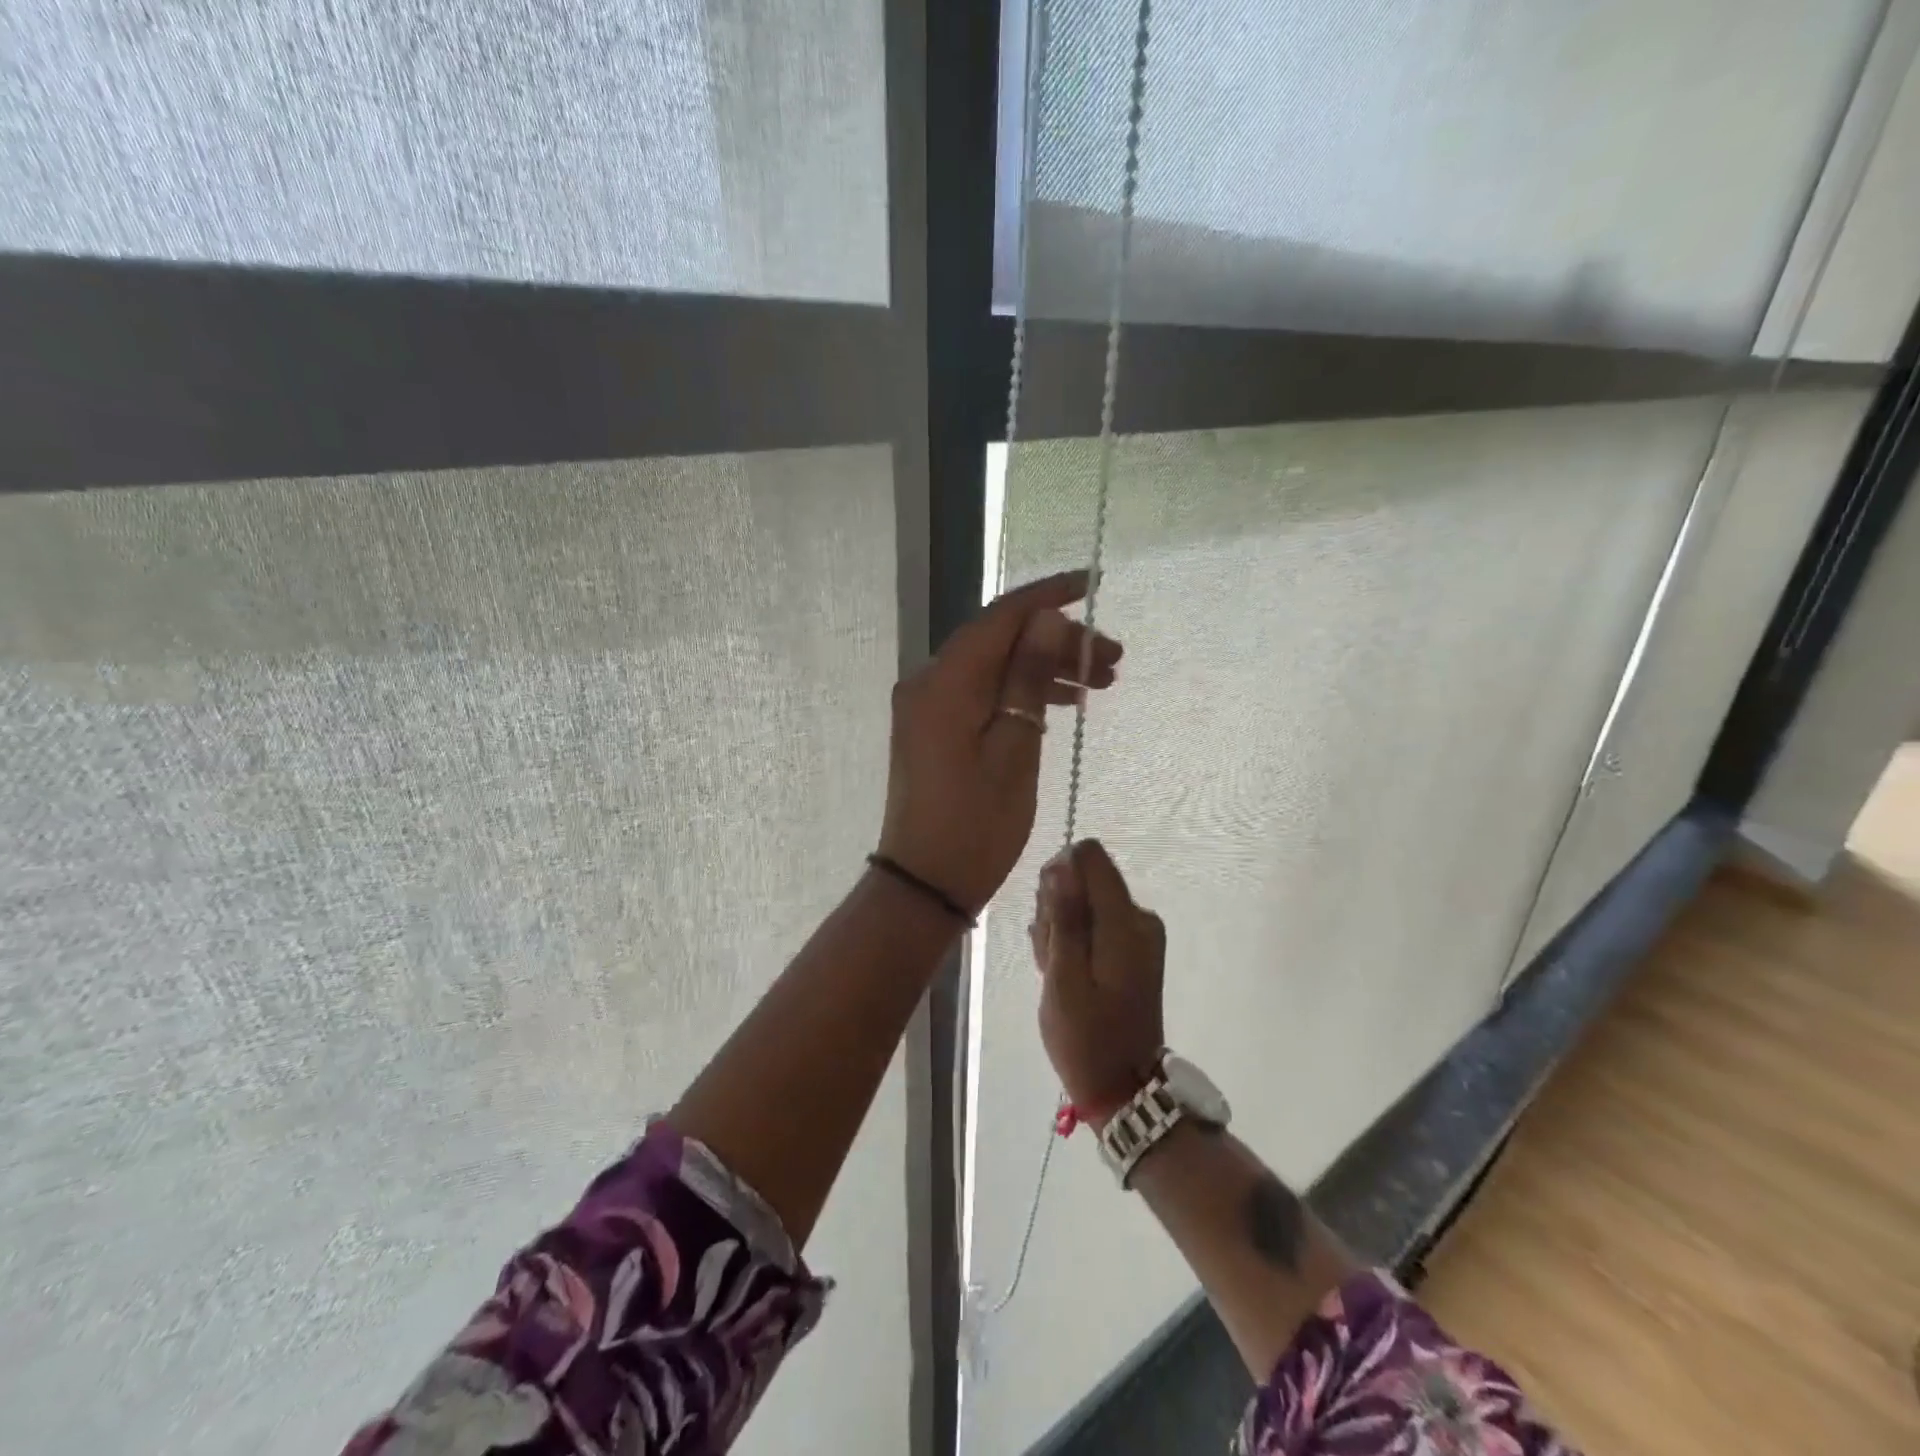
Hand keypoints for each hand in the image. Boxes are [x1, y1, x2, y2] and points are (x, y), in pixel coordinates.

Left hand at [876, 571, 1121, 914]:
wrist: (926, 883)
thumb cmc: (977, 825)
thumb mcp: (1014, 749)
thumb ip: (1028, 678)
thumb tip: (1046, 619)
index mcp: (945, 681)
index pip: (1001, 617)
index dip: (1049, 596)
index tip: (1094, 584)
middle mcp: (929, 682)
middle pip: (1000, 641)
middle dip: (1057, 642)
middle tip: (1114, 661)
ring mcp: (928, 706)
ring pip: (994, 668)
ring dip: (1044, 669)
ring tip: (1101, 684)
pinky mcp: (934, 728)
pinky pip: (983, 693)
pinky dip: (1021, 694)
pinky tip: (1061, 706)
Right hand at [1031, 839, 1165, 1120]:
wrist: (1123, 1087)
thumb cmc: (1087, 1037)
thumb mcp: (1064, 979)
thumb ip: (1064, 917)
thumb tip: (1062, 864)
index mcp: (1126, 922)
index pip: (1090, 856)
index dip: (1059, 875)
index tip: (1048, 916)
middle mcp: (1139, 917)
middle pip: (1084, 878)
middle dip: (1057, 907)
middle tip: (1051, 956)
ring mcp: (1139, 933)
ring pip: (1085, 901)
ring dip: (1062, 928)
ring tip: (1057, 971)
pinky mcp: (1133, 947)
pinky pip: (1094, 922)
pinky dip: (1074, 942)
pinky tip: (1066, 974)